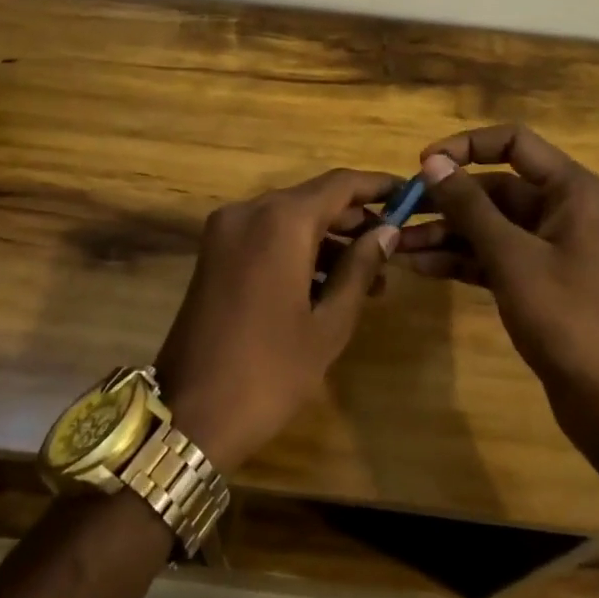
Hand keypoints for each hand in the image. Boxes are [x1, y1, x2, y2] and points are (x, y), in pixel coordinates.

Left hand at [155, 169, 399, 472]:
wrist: (189, 413)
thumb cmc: (270, 370)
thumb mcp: (329, 323)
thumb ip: (360, 268)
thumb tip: (387, 232)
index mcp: (280, 221)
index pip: (340, 184)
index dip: (378, 186)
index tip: (409, 195)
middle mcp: (249, 212)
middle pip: (313, 198)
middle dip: (355, 219)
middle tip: (394, 245)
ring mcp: (226, 231)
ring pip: (290, 219)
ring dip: (328, 240)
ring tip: (371, 278)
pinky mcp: (214, 253)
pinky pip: (266, 236)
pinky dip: (298, 250)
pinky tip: (329, 285)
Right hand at [397, 125, 598, 417]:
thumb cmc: (567, 317)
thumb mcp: (512, 257)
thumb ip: (470, 206)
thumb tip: (432, 162)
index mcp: (572, 191)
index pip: (514, 143)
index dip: (466, 146)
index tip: (423, 164)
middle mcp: (565, 210)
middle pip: (497, 188)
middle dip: (447, 200)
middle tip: (399, 212)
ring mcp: (554, 248)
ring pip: (492, 226)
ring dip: (447, 233)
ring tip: (397, 245)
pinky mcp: (542, 281)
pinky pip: (496, 257)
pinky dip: (462, 260)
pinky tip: (420, 268)